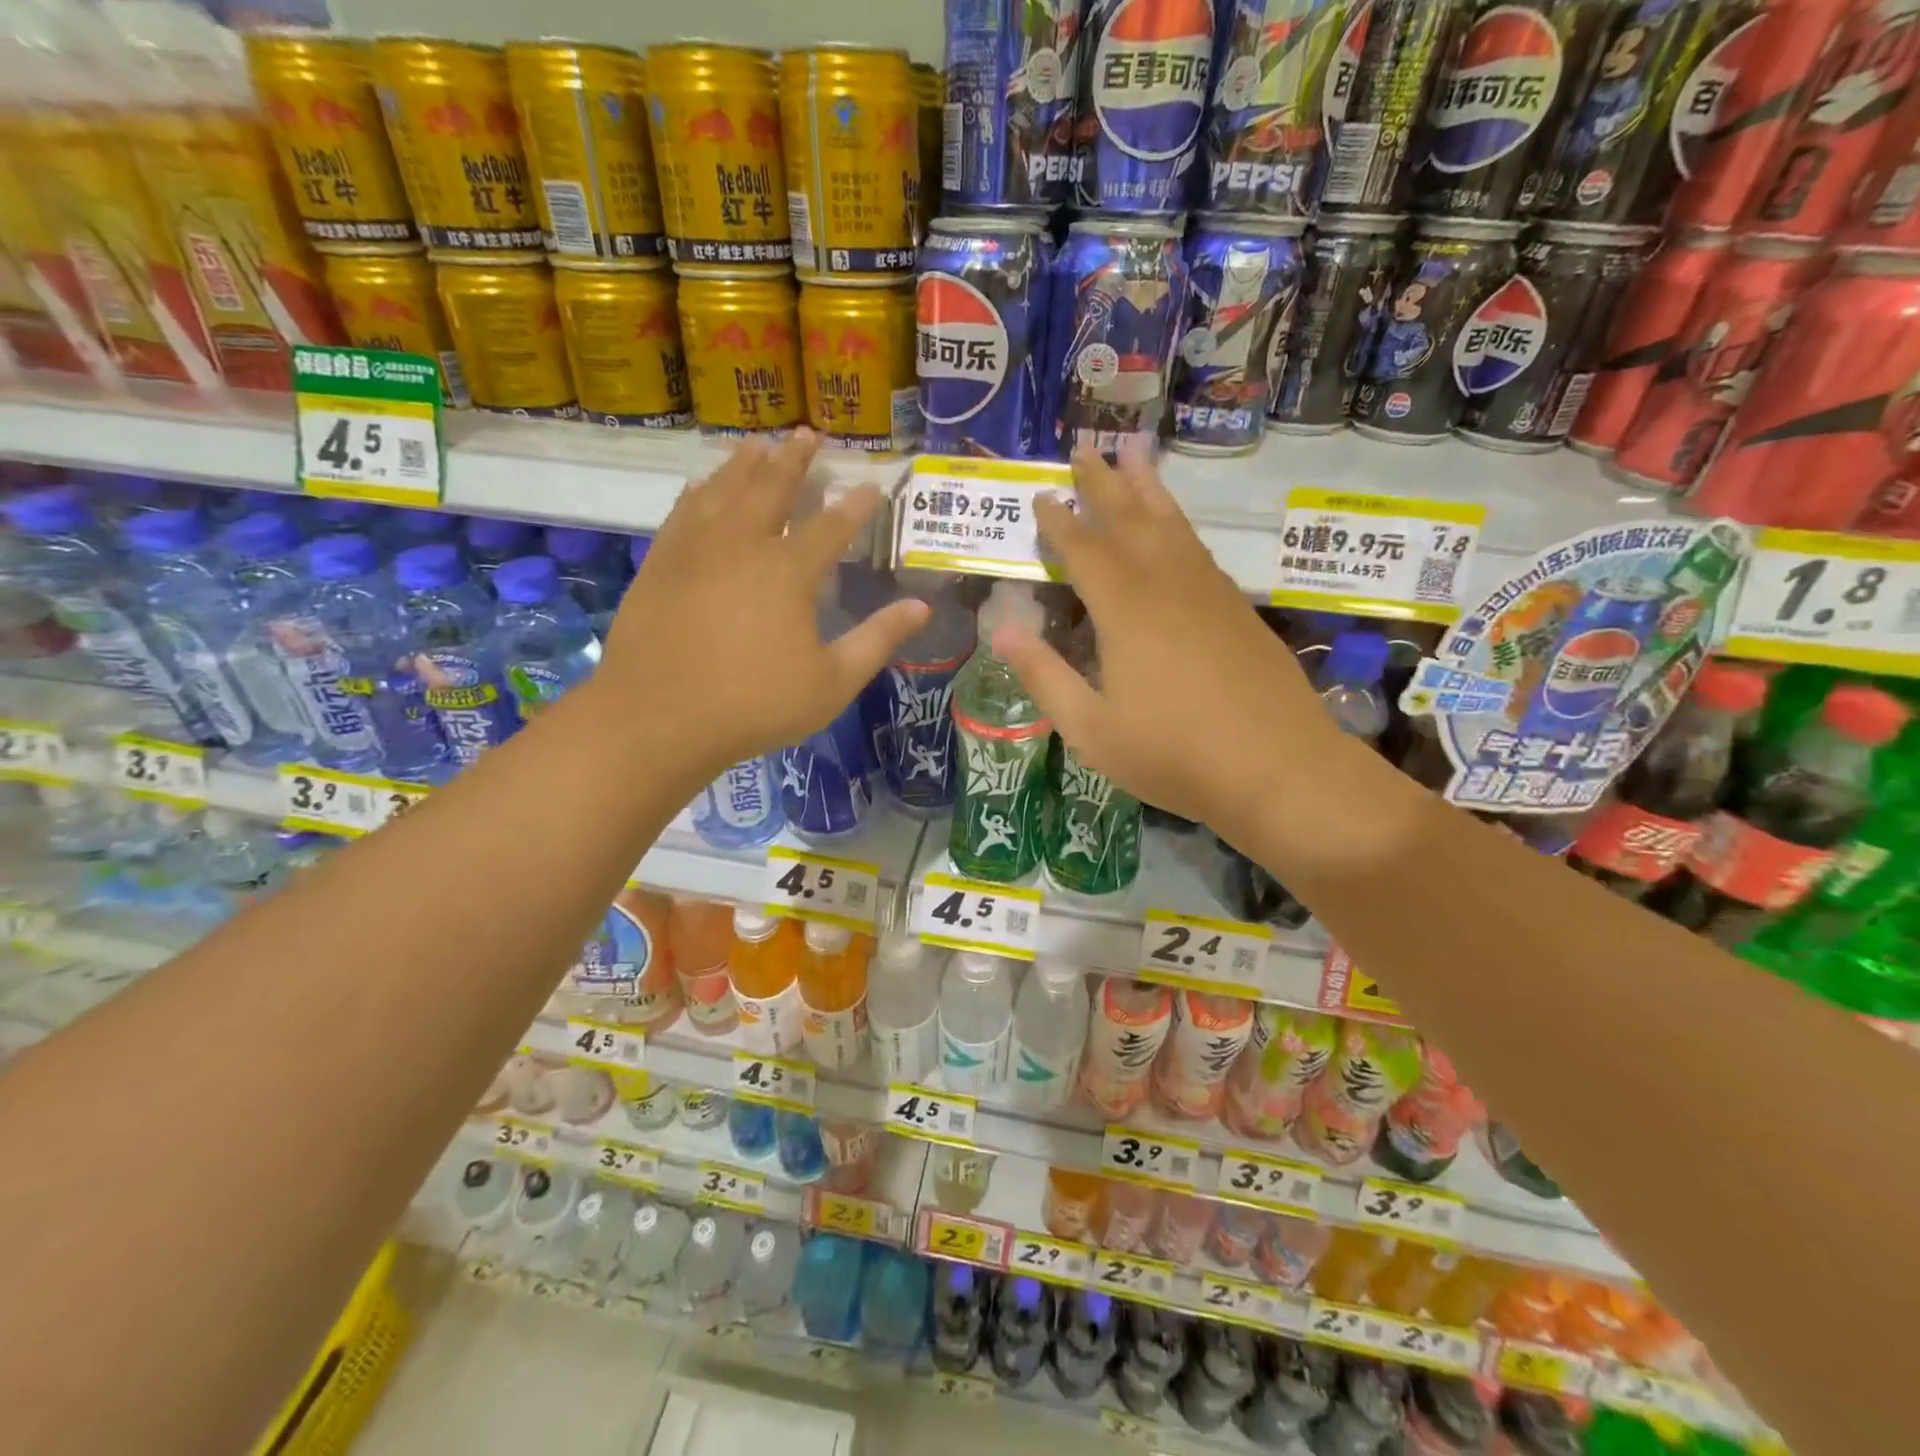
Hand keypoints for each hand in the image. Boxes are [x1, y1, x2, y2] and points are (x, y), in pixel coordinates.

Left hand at [601, 431, 927, 779]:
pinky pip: (683, 509)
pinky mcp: (660, 561)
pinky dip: (700, 489)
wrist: (657, 718)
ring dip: (746, 462)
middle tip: (809, 434)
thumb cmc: (754, 704)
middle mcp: (743, 543)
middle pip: (772, 487)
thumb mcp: (832, 683)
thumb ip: (878, 641)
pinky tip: (702, 484)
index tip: (873, 484)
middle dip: (795, 459)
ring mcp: (695, 548)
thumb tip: (921, 608)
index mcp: (789, 571)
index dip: (857, 504)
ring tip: (760, 443)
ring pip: (724, 488)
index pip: (833, 525)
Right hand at [994, 446, 1340, 842]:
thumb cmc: (1174, 754)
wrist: (1279, 768)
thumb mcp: (1091, 729)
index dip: (1059, 522)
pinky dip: (1179, 527)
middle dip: (1103, 484)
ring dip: (1149, 491)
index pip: (1084, 550)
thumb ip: (1045, 677)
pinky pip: (1199, 550)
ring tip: (1135, 458)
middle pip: (1131, 520)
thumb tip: (1004, 631)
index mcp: (1126, 610)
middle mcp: (1169, 585)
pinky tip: (1176, 531)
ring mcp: (1211, 593)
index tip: (1041, 495)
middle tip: (1085, 449)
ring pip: (1173, 526)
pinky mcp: (1239, 610)